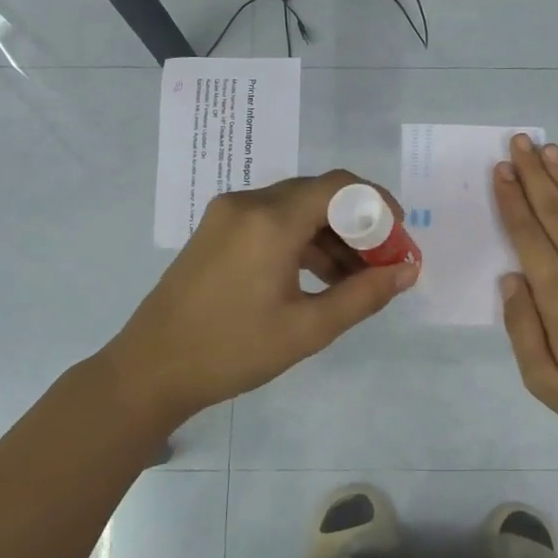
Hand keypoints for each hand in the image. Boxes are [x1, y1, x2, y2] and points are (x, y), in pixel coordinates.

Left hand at [109, 170, 418, 421]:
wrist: (150, 370)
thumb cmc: (233, 351)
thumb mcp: (308, 329)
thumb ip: (364, 295)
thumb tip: (408, 271)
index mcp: (271, 221)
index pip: (340, 187)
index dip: (378, 205)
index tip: (400, 238)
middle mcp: (248, 203)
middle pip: (319, 194)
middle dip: (358, 224)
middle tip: (383, 263)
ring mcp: (227, 215)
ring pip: (296, 208)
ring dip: (331, 235)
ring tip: (356, 278)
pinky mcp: (216, 230)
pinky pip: (272, 221)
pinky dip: (302, 241)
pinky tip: (319, 277)